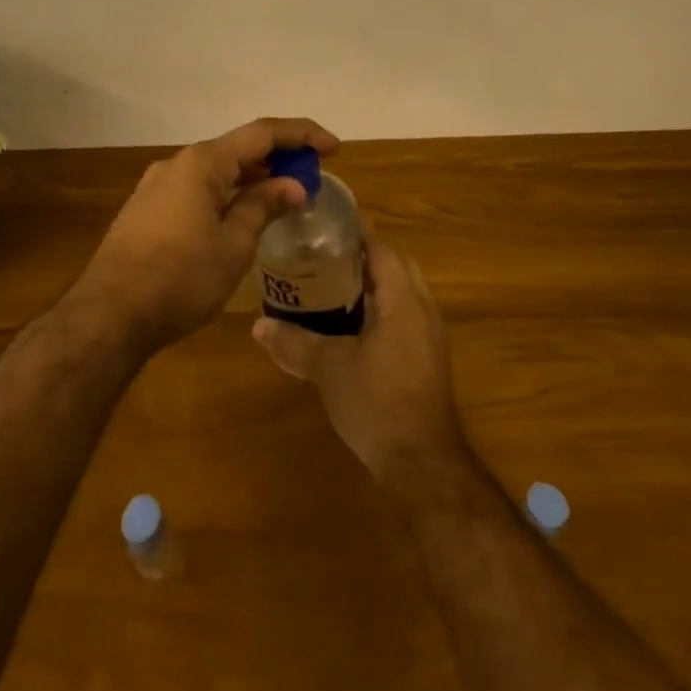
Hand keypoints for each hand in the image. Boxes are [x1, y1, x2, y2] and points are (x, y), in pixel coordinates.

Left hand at [75, 117, 340, 352]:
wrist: (108, 317)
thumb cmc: (180, 278)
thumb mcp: (234, 245)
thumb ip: (264, 206)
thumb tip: (293, 186)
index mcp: (202, 163)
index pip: (262, 133)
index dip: (302, 135)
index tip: (334, 147)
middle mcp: (178, 163)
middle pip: (239, 147)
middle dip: (279, 157)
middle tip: (313, 175)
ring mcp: (158, 185)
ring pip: (217, 169)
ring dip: (253, 176)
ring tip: (284, 195)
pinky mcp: (147, 209)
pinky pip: (198, 188)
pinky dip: (228, 192)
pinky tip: (242, 213)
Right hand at [251, 230, 465, 487]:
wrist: (421, 462)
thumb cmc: (376, 402)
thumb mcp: (329, 369)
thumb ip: (295, 343)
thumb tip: (259, 326)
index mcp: (402, 299)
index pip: (383, 250)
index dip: (358, 235)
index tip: (328, 227)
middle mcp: (423, 310)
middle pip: (397, 268)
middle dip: (366, 259)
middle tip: (328, 258)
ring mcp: (431, 336)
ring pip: (404, 294)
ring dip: (377, 286)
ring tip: (336, 288)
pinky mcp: (430, 360)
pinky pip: (408, 318)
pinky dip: (385, 311)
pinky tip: (356, 329)